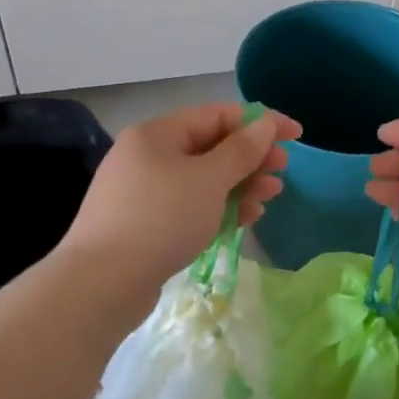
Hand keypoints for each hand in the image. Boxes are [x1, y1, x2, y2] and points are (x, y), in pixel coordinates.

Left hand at [61, 102, 299, 291]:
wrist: (103, 282)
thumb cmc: (161, 218)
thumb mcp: (209, 179)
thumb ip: (241, 150)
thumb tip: (264, 124)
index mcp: (156, 134)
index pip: (216, 115)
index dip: (259, 122)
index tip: (296, 134)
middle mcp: (147, 157)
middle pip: (209, 147)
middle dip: (250, 157)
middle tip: (283, 169)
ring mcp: (144, 193)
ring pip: (202, 180)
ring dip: (241, 184)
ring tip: (272, 195)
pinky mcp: (146, 225)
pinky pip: (191, 206)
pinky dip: (219, 208)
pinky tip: (247, 217)